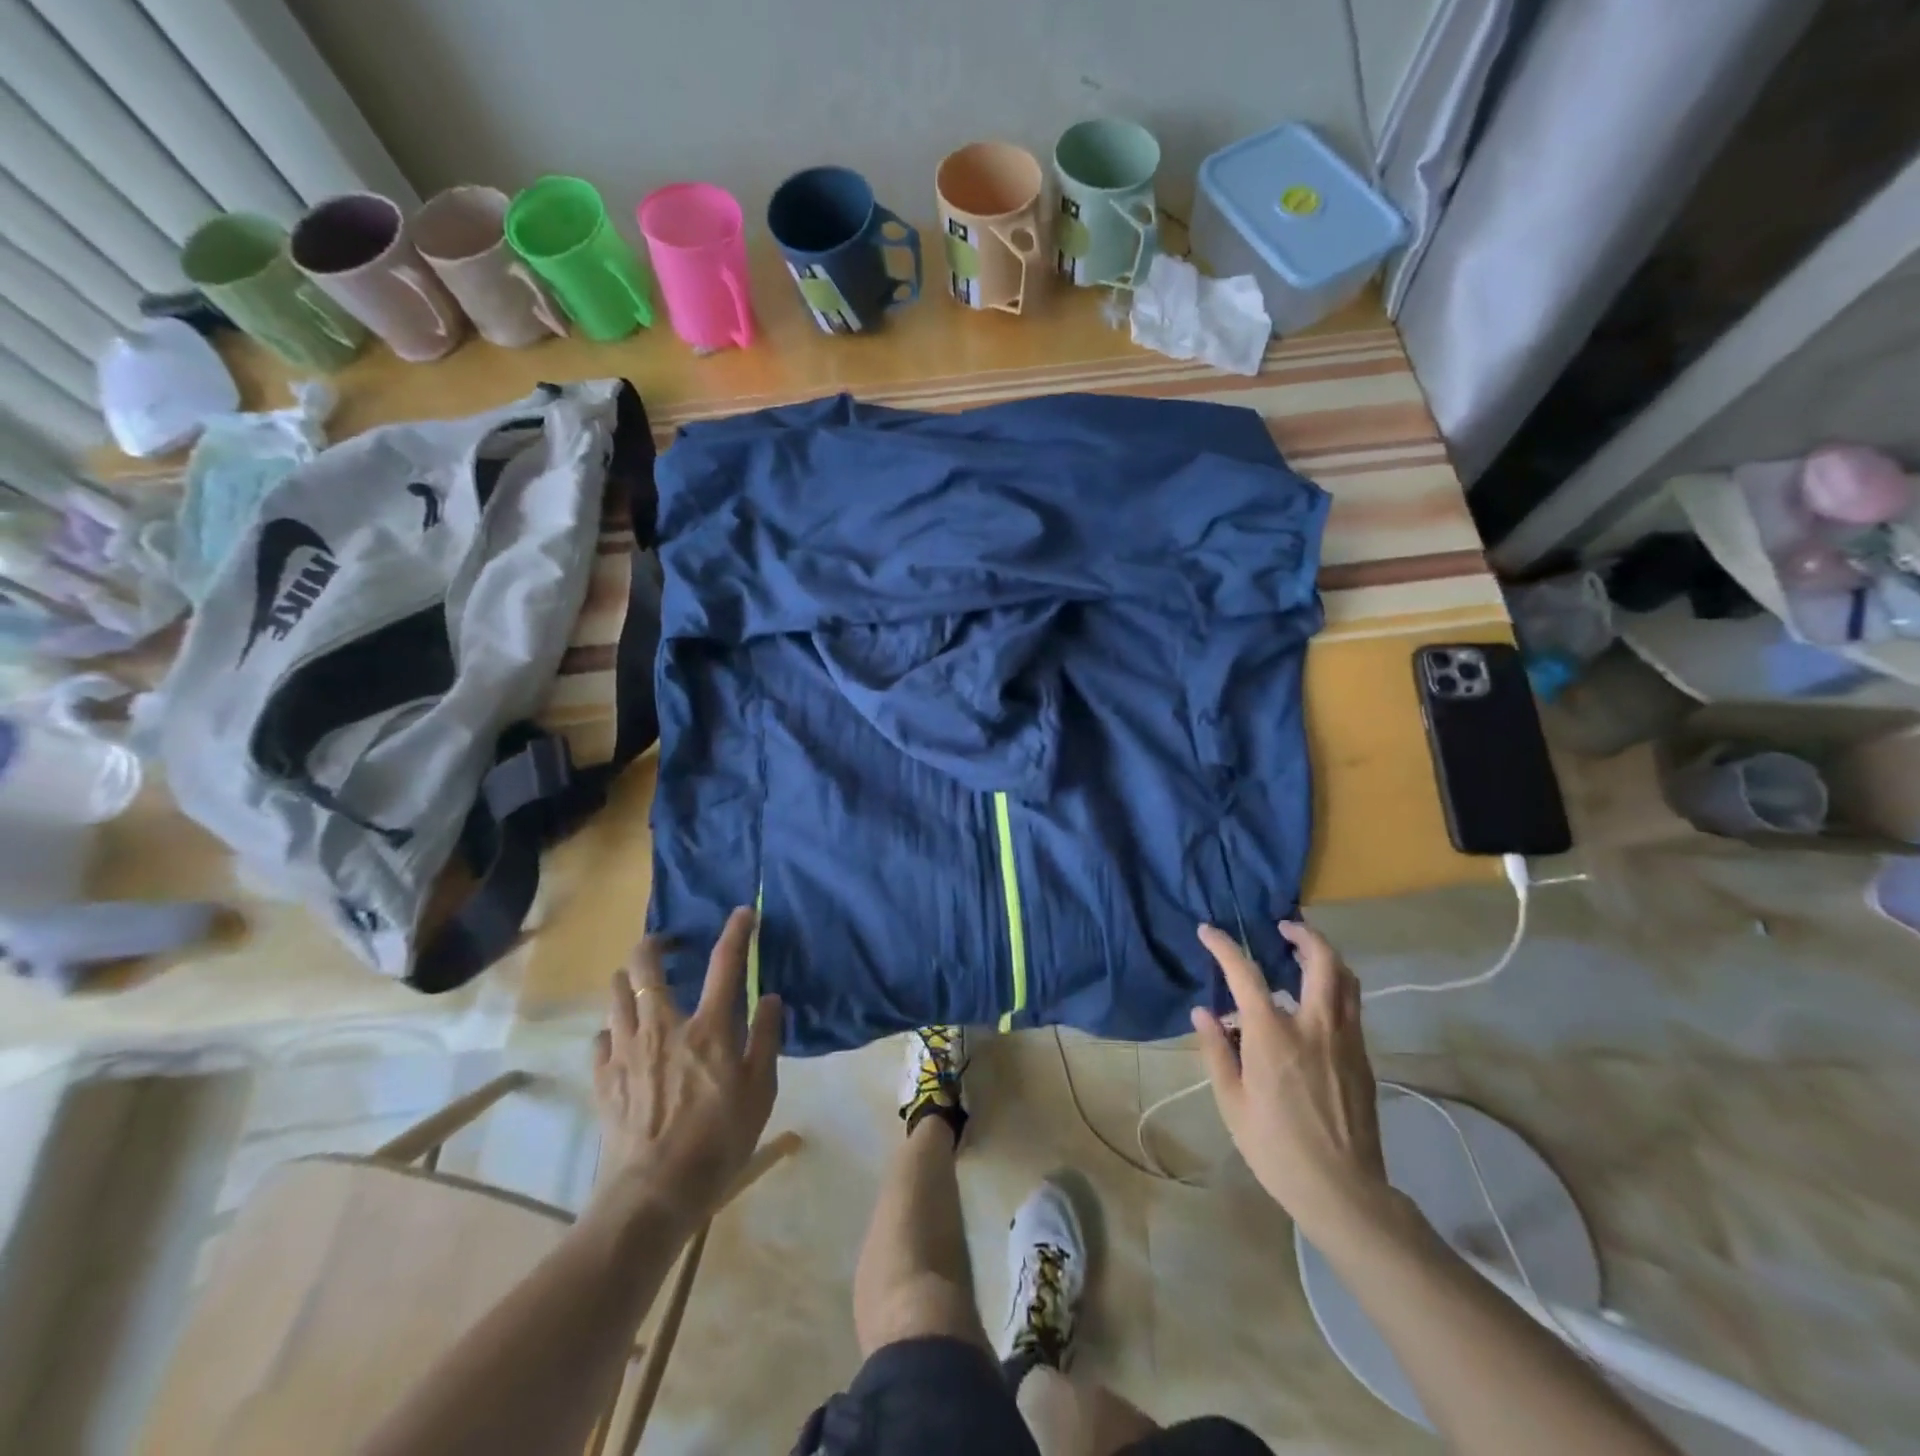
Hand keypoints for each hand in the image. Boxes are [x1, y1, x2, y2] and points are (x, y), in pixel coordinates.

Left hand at [591, 908, 782, 1222]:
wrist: (653, 1194)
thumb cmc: (718, 1141)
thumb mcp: (760, 1092)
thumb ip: (766, 1039)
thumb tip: (771, 998)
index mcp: (708, 1027)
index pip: (725, 964)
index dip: (737, 932)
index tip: (743, 912)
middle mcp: (663, 1026)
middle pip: (646, 966)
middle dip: (654, 944)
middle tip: (667, 945)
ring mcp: (626, 1050)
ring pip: (616, 994)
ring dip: (629, 981)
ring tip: (641, 986)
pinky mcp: (603, 1078)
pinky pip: (601, 1038)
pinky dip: (613, 1030)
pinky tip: (622, 1040)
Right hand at [1192, 920, 1388, 1240]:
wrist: (1343, 1191)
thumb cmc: (1275, 1147)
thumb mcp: (1232, 1101)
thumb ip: (1217, 1050)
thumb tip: (1204, 1012)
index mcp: (1273, 1034)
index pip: (1245, 973)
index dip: (1223, 947)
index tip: (1208, 932)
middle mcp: (1314, 1026)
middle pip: (1322, 961)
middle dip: (1304, 935)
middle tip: (1284, 928)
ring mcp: (1345, 1040)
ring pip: (1346, 980)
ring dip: (1326, 957)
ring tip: (1305, 954)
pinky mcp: (1363, 1059)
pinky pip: (1352, 1007)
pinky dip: (1336, 987)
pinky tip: (1317, 1002)